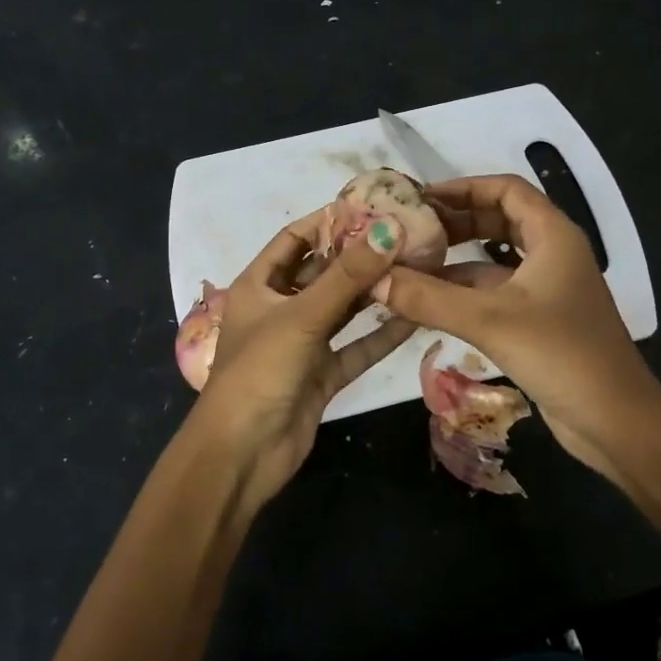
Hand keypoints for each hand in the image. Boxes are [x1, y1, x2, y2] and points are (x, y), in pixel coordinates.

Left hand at [187, 212, 416, 510]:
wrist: (243, 453)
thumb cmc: (260, 371)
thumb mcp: (302, 316)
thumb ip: (347, 275)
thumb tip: (390, 228)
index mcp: (258, 286)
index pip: (293, 240)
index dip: (326, 221)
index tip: (370, 207)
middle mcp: (280, 309)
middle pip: (322, 273)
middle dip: (359, 256)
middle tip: (406, 235)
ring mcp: (302, 344)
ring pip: (343, 310)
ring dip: (374, 293)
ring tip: (417, 267)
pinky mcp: (322, 375)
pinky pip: (356, 347)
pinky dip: (381, 335)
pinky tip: (414, 316)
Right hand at [378, 175, 660, 483]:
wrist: (616, 421)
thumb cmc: (561, 355)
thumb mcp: (489, 320)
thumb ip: (428, 298)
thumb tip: (374, 279)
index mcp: (553, 236)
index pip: (505, 190)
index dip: (463, 188)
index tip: (420, 199)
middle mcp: (553, 254)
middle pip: (499, 221)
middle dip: (455, 223)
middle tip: (408, 232)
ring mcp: (548, 290)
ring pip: (495, 261)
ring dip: (456, 262)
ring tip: (408, 266)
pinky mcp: (540, 322)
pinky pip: (496, 294)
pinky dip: (464, 294)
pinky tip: (428, 305)